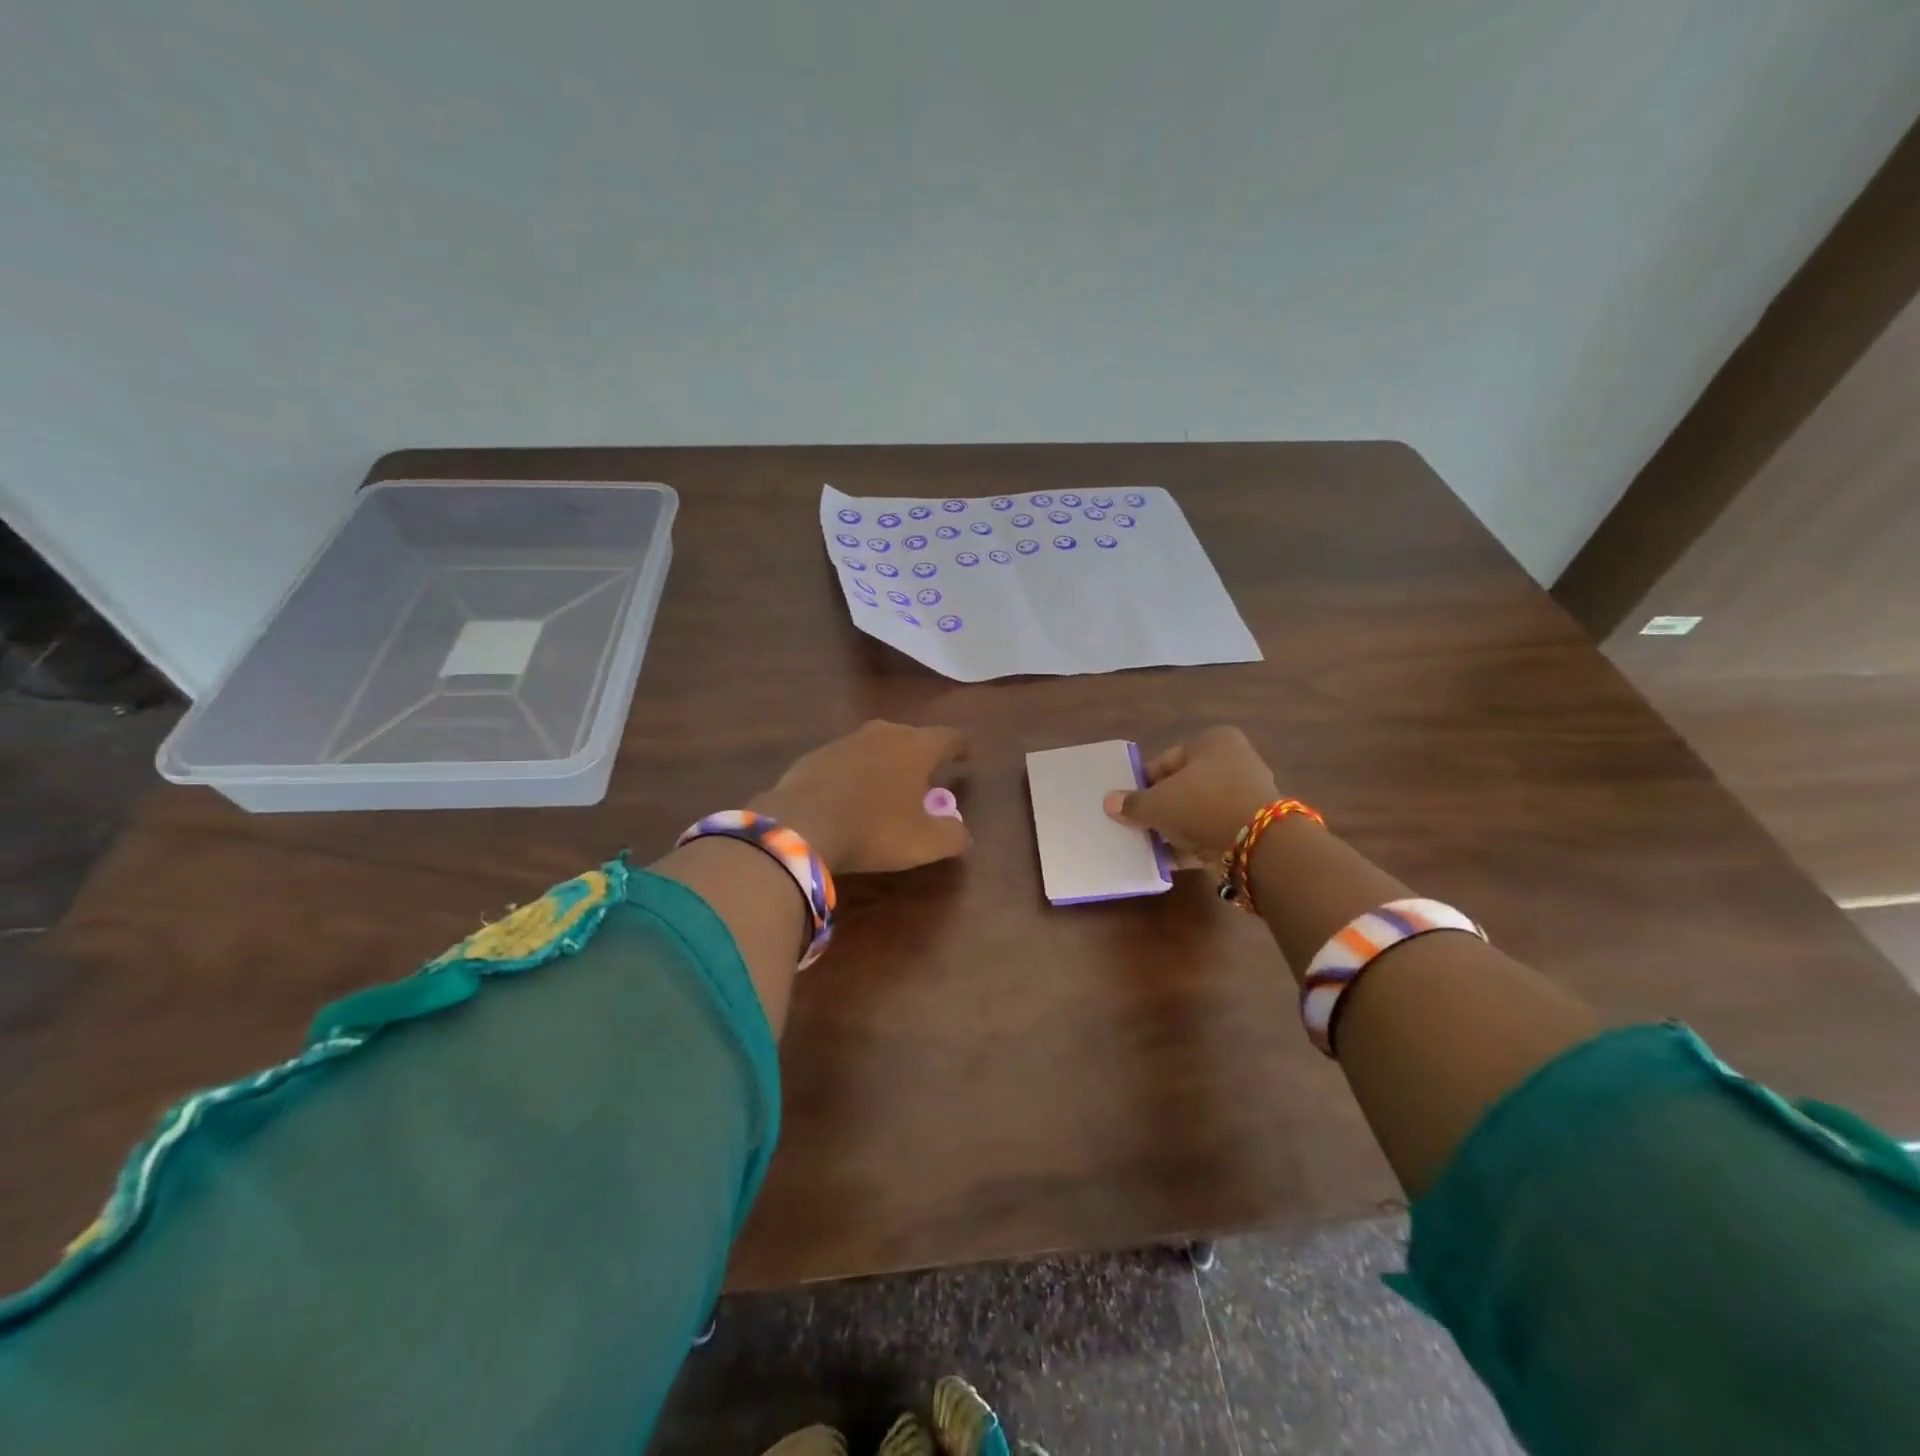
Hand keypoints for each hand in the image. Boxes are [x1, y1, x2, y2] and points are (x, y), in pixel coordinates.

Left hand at [751, 720, 970, 872]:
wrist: (799, 825)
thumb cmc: (874, 830)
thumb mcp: (925, 843)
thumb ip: (953, 835)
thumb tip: (960, 831)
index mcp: (916, 747)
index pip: (949, 737)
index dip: (961, 746)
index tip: (967, 754)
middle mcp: (883, 734)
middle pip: (911, 737)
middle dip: (922, 755)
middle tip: (928, 777)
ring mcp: (845, 742)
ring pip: (877, 747)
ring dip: (886, 763)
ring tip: (889, 788)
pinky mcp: (815, 756)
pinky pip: (846, 762)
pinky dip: (856, 775)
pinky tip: (850, 798)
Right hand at [1103, 726, 1279, 862]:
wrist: (1258, 844)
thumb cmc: (1202, 804)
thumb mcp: (1158, 803)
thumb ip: (1133, 803)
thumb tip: (1110, 802)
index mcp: (1212, 742)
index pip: (1165, 761)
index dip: (1142, 784)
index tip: (1126, 805)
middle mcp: (1233, 762)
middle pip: (1182, 787)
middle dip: (1159, 808)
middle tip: (1136, 826)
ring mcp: (1246, 795)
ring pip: (1197, 811)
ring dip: (1175, 828)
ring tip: (1150, 846)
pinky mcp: (1252, 827)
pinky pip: (1212, 832)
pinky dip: (1193, 844)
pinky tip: (1171, 860)